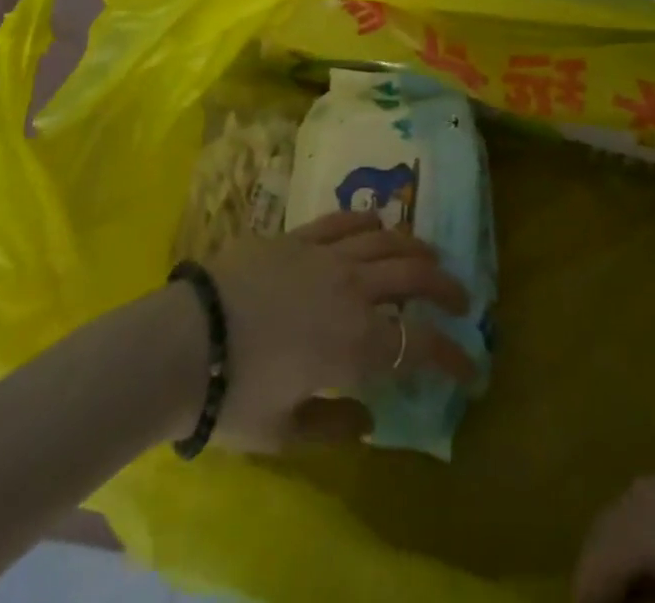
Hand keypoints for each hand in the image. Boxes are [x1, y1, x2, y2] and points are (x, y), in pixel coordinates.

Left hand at [202, 210, 476, 451]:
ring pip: (386, 241)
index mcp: (355, 345)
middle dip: (446, 288)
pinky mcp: (298, 236)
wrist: (183, 340)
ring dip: (415, 248)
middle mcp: (352, 291)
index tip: (471, 367)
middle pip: (414, 277)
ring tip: (429, 256)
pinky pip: (344, 221)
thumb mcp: (283, 434)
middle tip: (461, 299)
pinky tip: (377, 225)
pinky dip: (368, 222)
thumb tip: (368, 419)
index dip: (453, 357)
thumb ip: (333, 427)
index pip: (420, 346)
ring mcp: (326, 256)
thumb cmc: (233, 395)